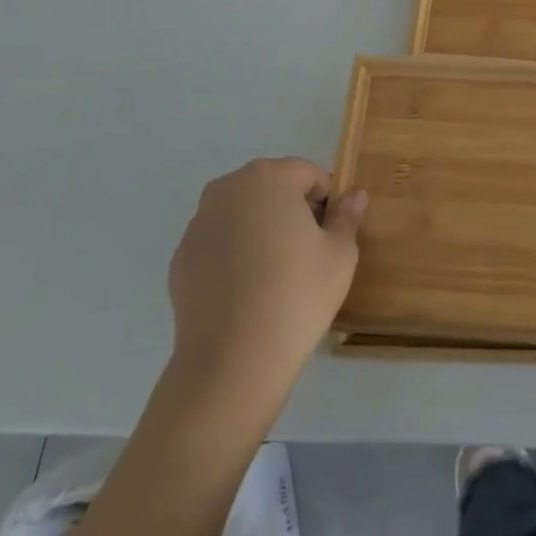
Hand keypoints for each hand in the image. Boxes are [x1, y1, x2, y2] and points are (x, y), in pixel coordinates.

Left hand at [166, 158, 367, 411]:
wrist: (232, 361)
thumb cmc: (297, 295)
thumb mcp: (339, 255)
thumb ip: (347, 216)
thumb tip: (354, 195)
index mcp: (269, 177)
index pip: (308, 174)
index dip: (326, 200)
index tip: (332, 234)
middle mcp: (228, 188)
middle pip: (271, 188)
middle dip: (291, 210)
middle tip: (308, 253)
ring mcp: (198, 223)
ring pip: (242, 214)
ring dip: (260, 230)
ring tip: (274, 274)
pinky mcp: (180, 259)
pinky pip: (218, 244)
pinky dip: (233, 255)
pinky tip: (246, 292)